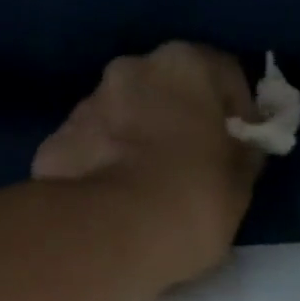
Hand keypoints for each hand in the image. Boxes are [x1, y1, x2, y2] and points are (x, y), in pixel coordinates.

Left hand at [34, 42, 262, 286]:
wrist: (111, 235)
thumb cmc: (192, 203)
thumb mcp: (239, 187)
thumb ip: (242, 157)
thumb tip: (242, 147)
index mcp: (187, 65)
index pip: (226, 75)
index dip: (239, 115)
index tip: (240, 151)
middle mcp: (133, 68)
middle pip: (166, 92)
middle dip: (179, 124)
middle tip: (189, 172)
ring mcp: (88, 104)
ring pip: (124, 119)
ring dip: (136, 144)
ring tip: (145, 195)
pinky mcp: (56, 143)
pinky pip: (92, 152)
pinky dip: (103, 170)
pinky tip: (112, 206)